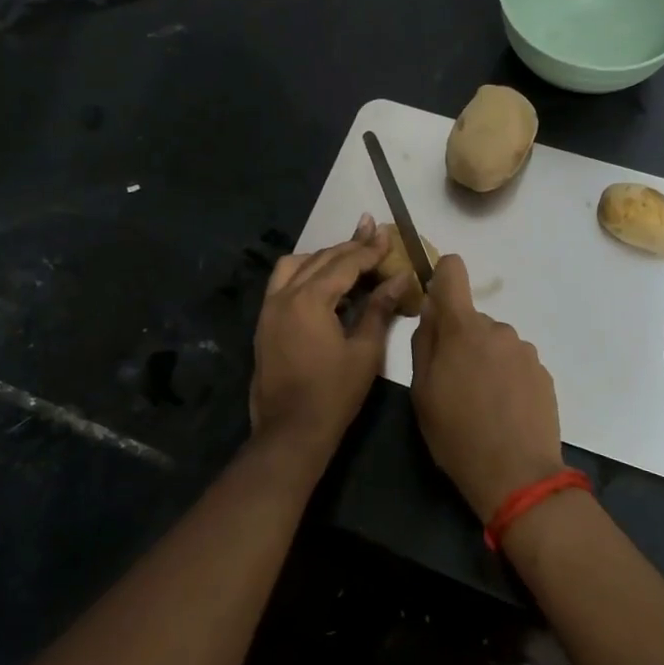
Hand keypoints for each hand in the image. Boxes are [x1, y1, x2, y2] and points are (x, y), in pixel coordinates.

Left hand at [249, 215, 408, 459]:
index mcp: (309, 299)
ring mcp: (269, 309)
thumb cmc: (334, 394)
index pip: (344, 264)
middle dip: (348, 246)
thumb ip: (379, 308)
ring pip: (295, 266)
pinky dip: (304, 273)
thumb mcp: (365, 351)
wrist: (290, 432)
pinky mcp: (264, 324)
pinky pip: (282, 283)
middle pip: (320, 259)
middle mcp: (284, 295)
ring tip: (347, 256)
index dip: (369, 249)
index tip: (386, 234)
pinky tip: (322, 282)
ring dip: (322, 257)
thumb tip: (399, 278)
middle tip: (372, 231)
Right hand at [411, 254, 564, 521]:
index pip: (453, 271)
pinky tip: (503, 411)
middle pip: (472, 320)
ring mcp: (524, 350)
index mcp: (463, 329)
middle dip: (461, 341)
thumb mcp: (422, 392)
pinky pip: (515, 363)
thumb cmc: (457, 434)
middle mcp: (498, 329)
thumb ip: (424, 343)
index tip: (437, 298)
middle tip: (453, 383)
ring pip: (495, 343)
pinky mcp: (543, 372)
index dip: (442, 275)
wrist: (517, 475)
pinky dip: (507, 378)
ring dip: (486, 361)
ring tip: (481, 404)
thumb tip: (431, 311)